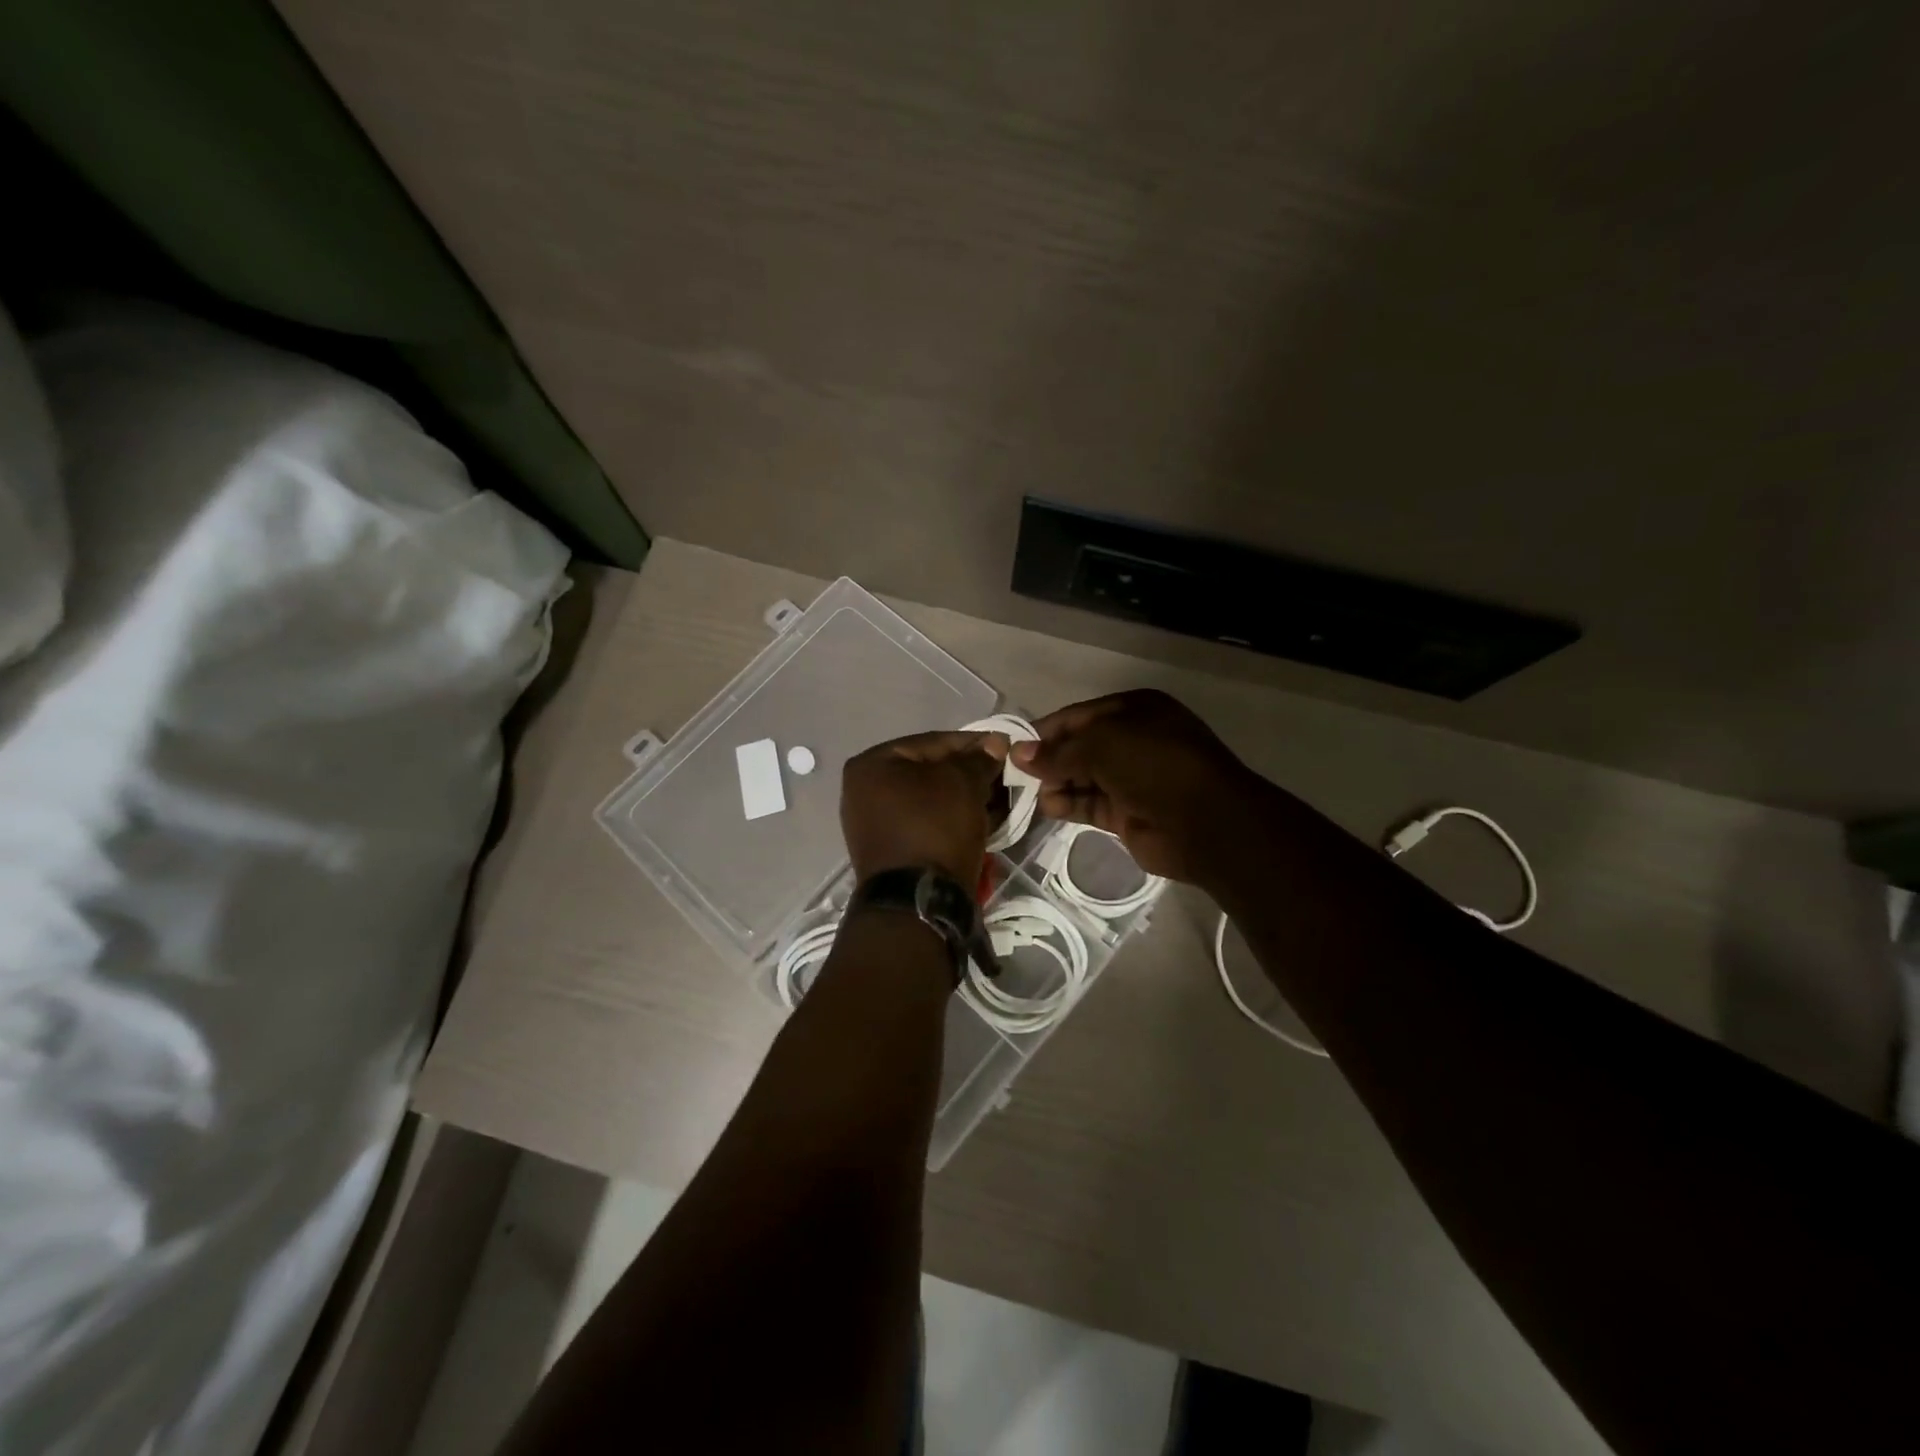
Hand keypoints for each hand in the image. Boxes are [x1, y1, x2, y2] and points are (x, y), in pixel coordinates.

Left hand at [841, 729, 1009, 885]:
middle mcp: (863, 791)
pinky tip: (981, 819)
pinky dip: (952, 819)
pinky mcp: (890, 851)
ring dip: (964, 797)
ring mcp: (874, 824)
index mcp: (871, 765)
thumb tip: (994, 744)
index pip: (931, 742)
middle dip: (969, 773)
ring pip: (930, 800)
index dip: (972, 742)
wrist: (918, 902)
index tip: (1004, 746)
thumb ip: (978, 759)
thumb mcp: (963, 784)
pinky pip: (926, 824)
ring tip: (999, 798)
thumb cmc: (935, 828)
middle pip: (929, 771)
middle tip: (1004, 775)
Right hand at [1014, 690, 1270, 884]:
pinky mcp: (1128, 812)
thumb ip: (1058, 752)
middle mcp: (1133, 740)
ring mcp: (1132, 778)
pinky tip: (1049, 806)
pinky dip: (1068, 804)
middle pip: (1080, 747)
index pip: (1079, 716)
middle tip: (1016, 773)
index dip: (1047, 730)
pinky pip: (1090, 804)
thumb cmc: (1154, 766)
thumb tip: (1019, 753)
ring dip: (1057, 783)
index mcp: (1135, 710)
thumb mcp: (1101, 746)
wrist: (1206, 822)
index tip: (1014, 745)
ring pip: (1083, 777)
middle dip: (1050, 759)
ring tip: (1033, 792)